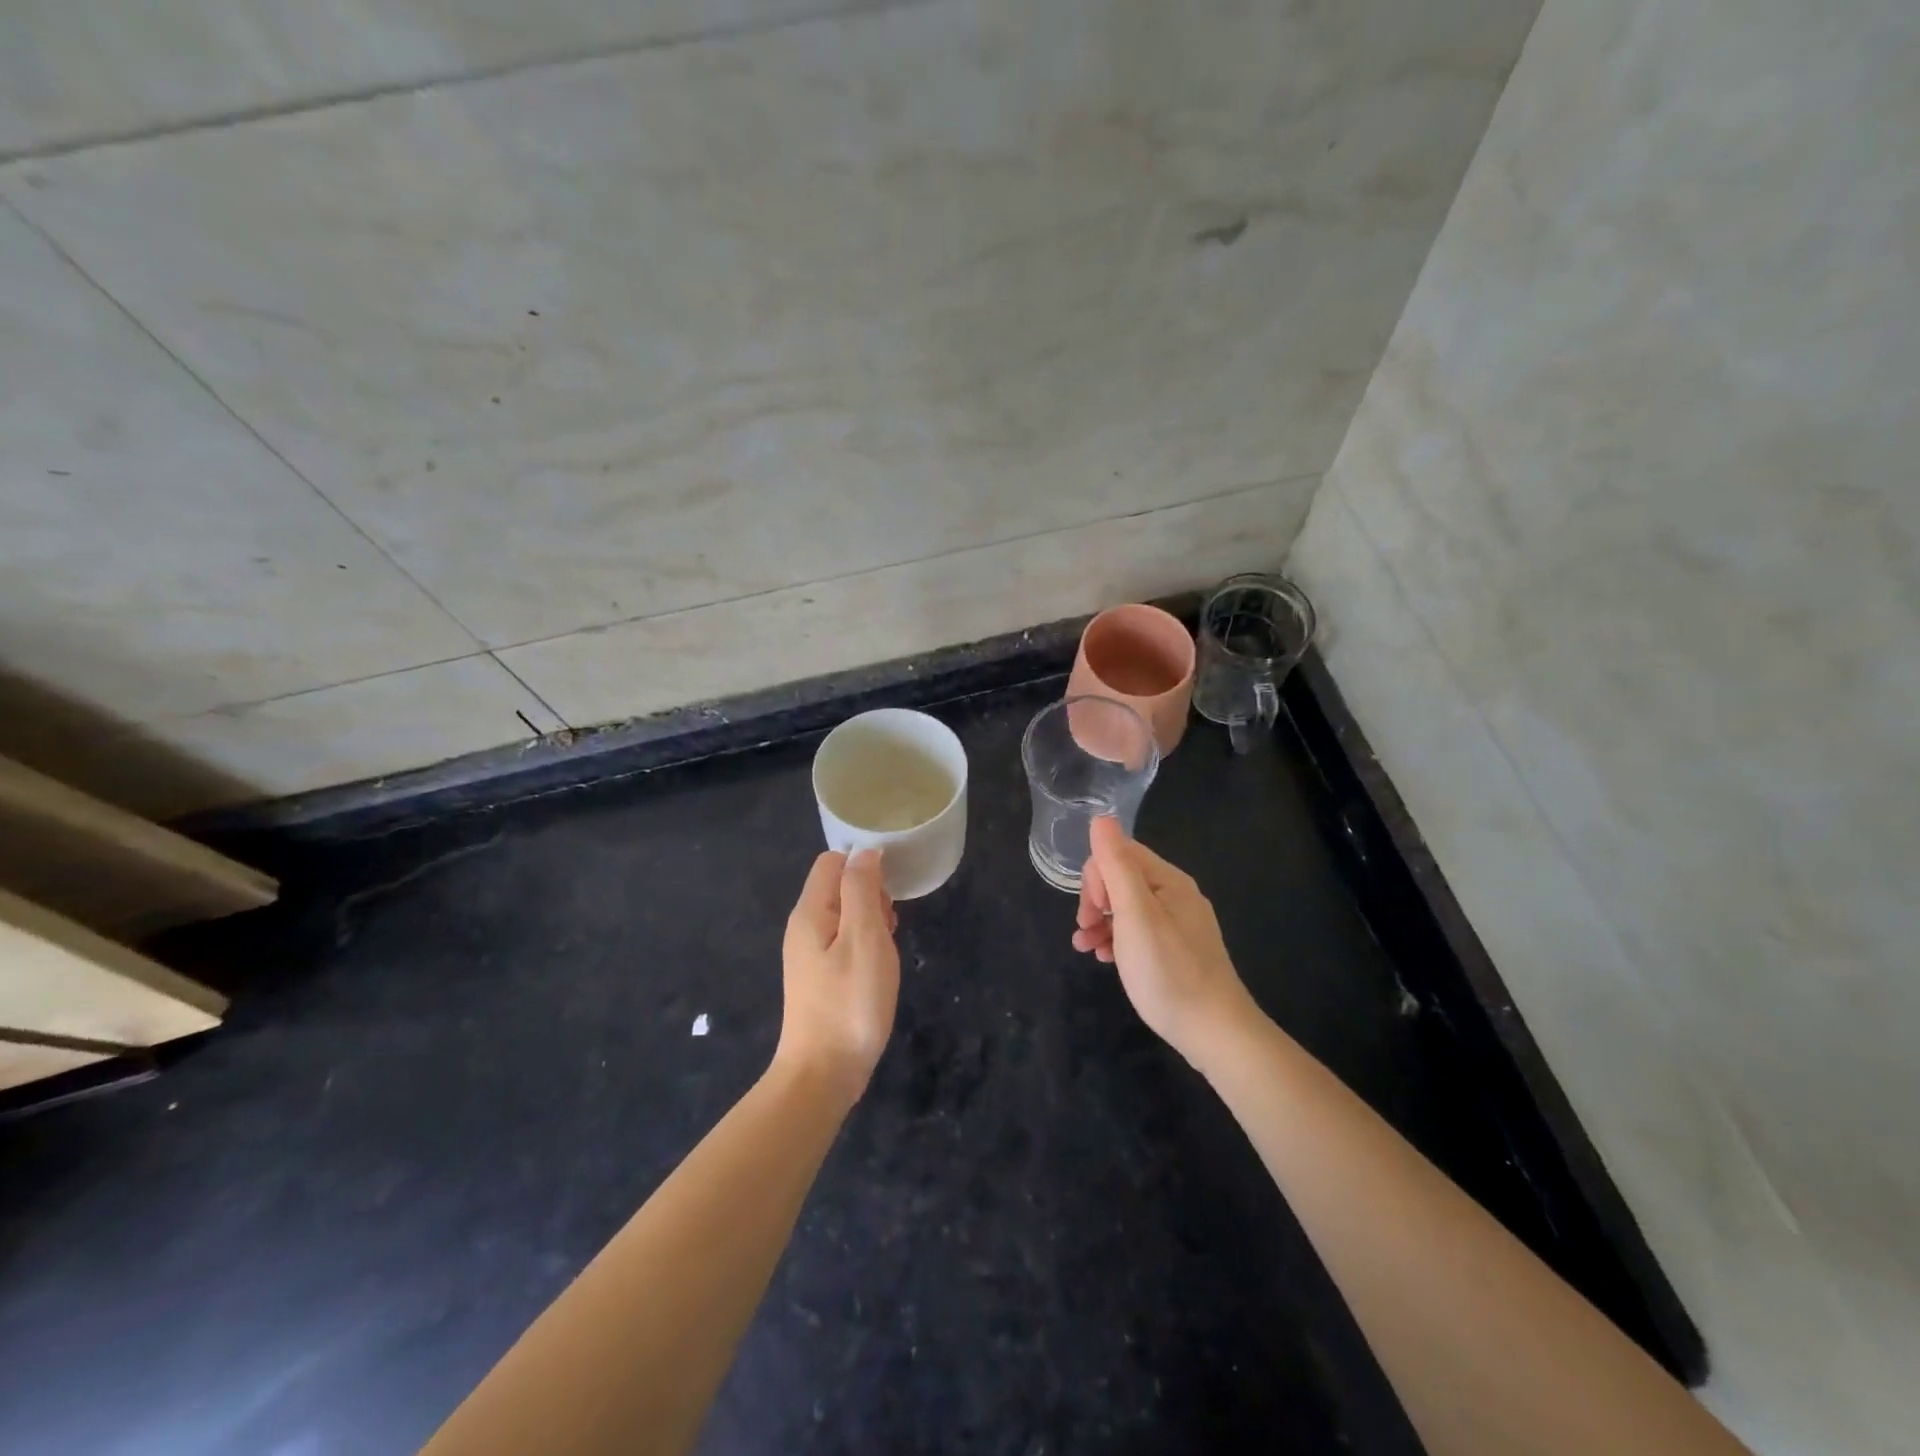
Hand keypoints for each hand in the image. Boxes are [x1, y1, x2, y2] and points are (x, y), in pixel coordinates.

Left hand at [776, 849, 900, 1104]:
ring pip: (846, 915)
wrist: (823, 1074)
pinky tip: (878, 968)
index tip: (889, 892)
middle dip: (871, 895)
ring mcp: (809, 954)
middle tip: (889, 928)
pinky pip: (845, 942)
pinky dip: (866, 945)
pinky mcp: (820, 977)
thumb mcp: (863, 938)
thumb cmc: (849, 1002)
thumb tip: (864, 852)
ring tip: (887, 950)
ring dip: (872, 922)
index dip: (864, 865)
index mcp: (810, 912)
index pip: (832, 861)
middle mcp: (804, 927)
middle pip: (839, 886)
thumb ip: (861, 889)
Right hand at [1074, 817, 1254, 1063]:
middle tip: (1084, 930)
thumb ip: (1117, 866)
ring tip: (1085, 948)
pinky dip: (1117, 939)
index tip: (1091, 909)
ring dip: (1100, 921)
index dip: (1097, 876)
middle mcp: (1175, 895)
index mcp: (1169, 881)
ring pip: (1127, 907)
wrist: (1214, 1033)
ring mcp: (1177, 924)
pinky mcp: (1175, 950)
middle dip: (1095, 899)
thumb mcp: (1136, 916)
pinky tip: (1107, 959)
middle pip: (1122, 879)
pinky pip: (1138, 931)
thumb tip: (1101, 818)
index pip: (1120, 853)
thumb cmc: (1169, 971)